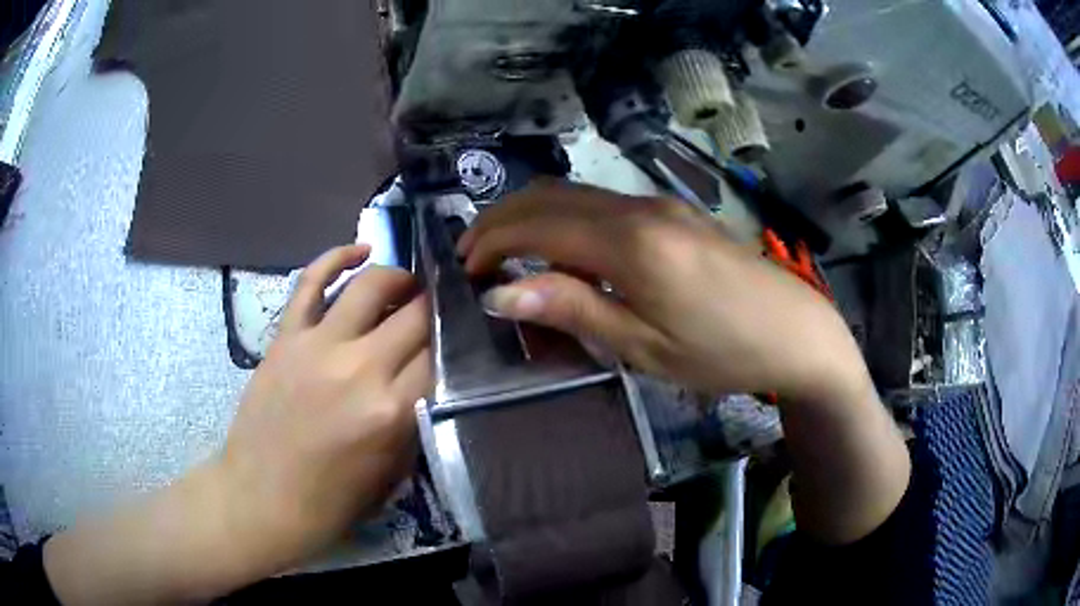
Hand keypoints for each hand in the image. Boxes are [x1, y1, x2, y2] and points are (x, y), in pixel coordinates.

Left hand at [44, 245, 432, 604]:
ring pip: (370, 285)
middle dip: (435, 308)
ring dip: (398, 278)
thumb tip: (428, 378)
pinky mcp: (286, 337)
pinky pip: (312, 281)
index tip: (460, 335)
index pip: (439, 354)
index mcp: (391, 412)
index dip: (454, 340)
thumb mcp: (391, 474)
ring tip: (408, 285)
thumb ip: (415, 421)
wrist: (261, 499)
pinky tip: (360, 250)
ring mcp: (318, 346)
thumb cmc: (330, 502)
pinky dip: (338, 257)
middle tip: (440, 310)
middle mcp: (359, 368)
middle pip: (415, 315)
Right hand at [459, 181, 864, 404]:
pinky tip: (562, 250)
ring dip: (532, 216)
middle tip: (474, 257)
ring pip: (575, 194)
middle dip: (502, 220)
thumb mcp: (645, 346)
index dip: (492, 241)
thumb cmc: (723, 352)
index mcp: (630, 243)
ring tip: (507, 254)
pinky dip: (566, 219)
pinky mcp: (674, 212)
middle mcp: (639, 208)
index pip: (537, 224)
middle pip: (550, 196)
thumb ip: (574, 308)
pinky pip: (603, 204)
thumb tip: (502, 292)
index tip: (465, 269)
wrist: (797, 332)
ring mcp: (659, 205)